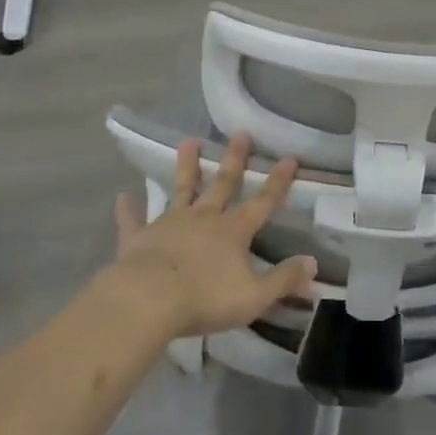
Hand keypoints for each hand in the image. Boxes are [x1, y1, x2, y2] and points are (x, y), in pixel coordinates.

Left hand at [109, 134, 316, 340]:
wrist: (149, 301)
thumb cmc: (206, 299)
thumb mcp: (255, 295)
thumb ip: (284, 279)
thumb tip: (313, 264)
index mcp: (233, 232)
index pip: (262, 202)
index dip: (278, 182)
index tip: (289, 158)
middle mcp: (204, 219)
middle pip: (222, 185)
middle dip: (234, 160)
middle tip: (240, 134)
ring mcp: (170, 224)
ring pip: (181, 190)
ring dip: (186, 167)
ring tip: (188, 141)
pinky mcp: (139, 238)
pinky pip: (134, 221)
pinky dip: (129, 210)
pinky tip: (122, 197)